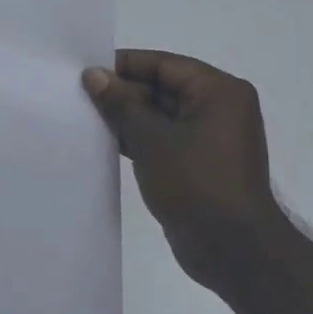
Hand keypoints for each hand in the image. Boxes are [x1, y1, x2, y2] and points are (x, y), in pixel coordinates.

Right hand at [84, 51, 291, 297]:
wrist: (233, 249)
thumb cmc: (196, 183)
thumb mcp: (151, 139)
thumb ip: (120, 104)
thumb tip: (94, 75)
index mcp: (218, 92)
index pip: (163, 64)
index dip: (124, 65)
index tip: (86, 71)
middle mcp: (218, 108)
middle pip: (162, 88)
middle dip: (122, 93)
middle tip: (80, 97)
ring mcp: (209, 138)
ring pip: (160, 115)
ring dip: (127, 118)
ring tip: (86, 118)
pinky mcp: (198, 163)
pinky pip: (163, 139)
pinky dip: (138, 139)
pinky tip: (105, 143)